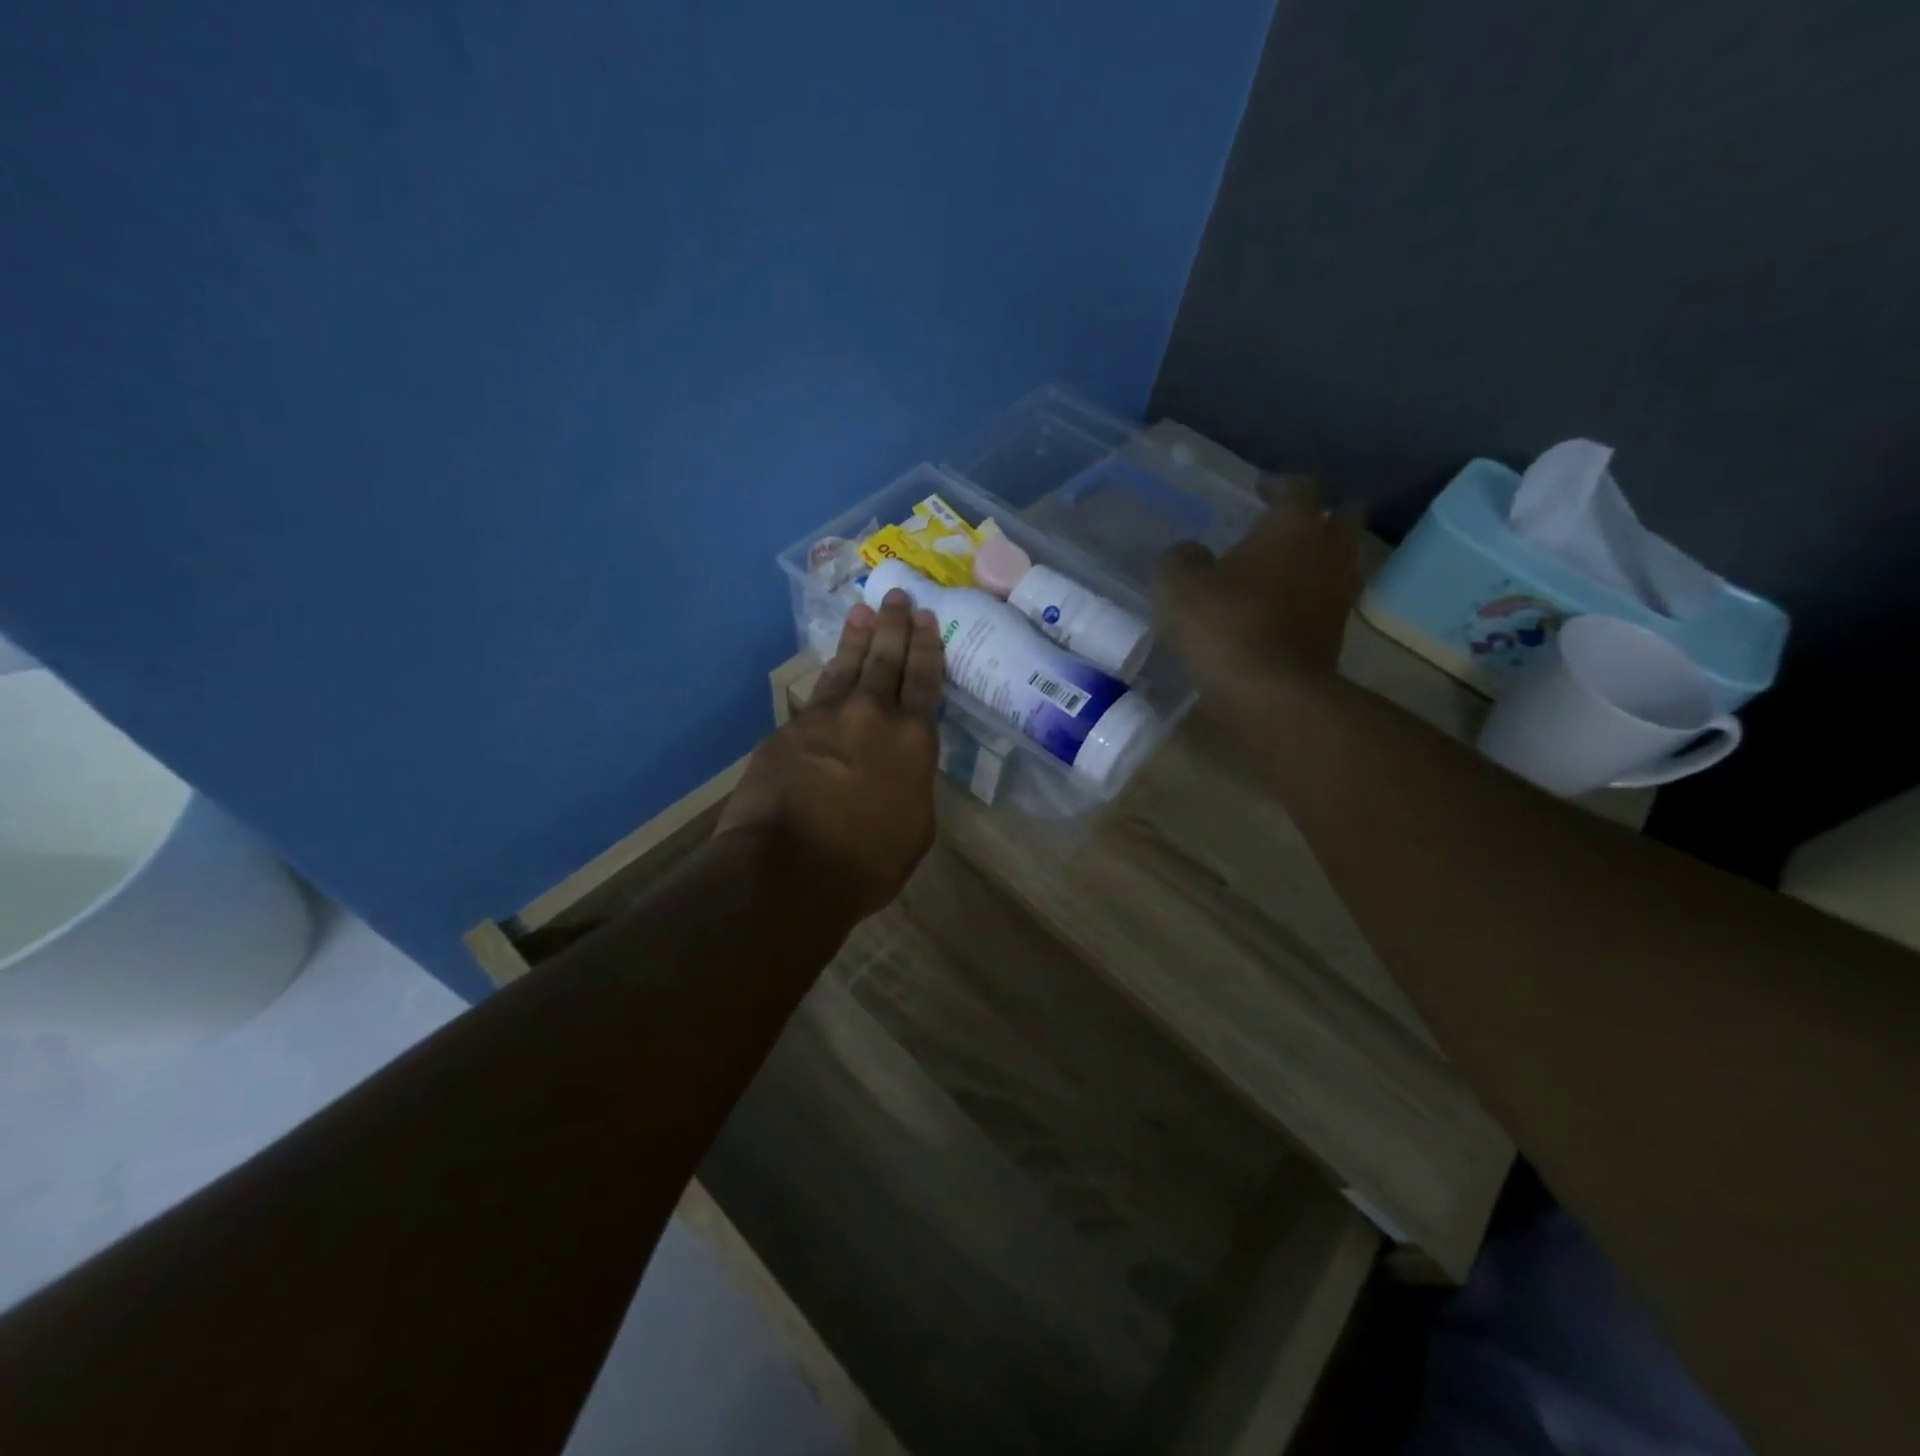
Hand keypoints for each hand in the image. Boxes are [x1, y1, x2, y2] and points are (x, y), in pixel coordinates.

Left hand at [716, 590, 943, 923]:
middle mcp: (873, 716)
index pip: (925, 682)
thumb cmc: (866, 862)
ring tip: (862, 611)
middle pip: (886, 660)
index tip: (926, 618)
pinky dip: (826, 676)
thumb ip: (912, 785)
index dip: (926, 648)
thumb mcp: (914, 829)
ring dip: (857, 638)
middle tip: (897, 596)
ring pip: (847, 667)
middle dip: (894, 626)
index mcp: (913, 741)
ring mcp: (826, 718)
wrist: (789, 867)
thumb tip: (901, 769)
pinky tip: (829, 667)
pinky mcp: (789, 729)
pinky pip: (815, 694)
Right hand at [1154, 475, 1364, 706]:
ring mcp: (1339, 597)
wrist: (1270, 694)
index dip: (1278, 484)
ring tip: (1284, 570)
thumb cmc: (1223, 625)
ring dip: (1318, 560)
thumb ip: (1181, 558)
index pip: (1299, 487)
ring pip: (1340, 563)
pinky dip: (1310, 599)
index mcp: (1294, 526)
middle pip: (1342, 519)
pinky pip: (1327, 603)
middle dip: (1320, 516)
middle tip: (1288, 525)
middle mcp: (1328, 553)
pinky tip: (1281, 611)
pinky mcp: (1336, 637)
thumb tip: (1191, 553)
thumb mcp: (1178, 586)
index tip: (1260, 489)